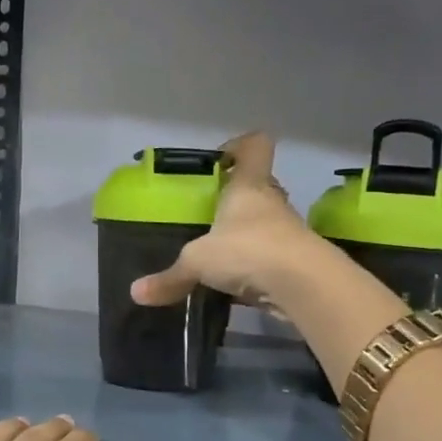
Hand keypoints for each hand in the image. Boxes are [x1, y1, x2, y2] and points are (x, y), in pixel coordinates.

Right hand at [131, 131, 323, 310]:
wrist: (305, 285)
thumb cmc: (247, 251)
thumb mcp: (198, 263)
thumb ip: (170, 277)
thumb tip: (136, 293)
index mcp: (247, 188)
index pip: (254, 147)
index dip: (238, 146)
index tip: (219, 161)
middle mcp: (271, 203)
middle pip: (259, 187)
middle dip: (237, 197)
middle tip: (210, 214)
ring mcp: (288, 232)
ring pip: (266, 224)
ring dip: (248, 235)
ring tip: (220, 254)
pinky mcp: (298, 262)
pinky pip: (272, 257)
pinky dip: (257, 267)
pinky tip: (238, 284)